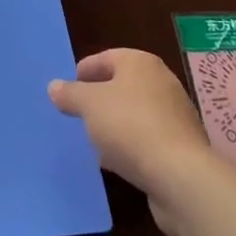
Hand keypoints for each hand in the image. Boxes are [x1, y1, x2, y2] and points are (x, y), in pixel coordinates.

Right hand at [49, 49, 218, 235]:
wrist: (180, 176)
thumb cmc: (130, 126)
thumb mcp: (89, 105)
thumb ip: (70, 94)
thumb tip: (54, 86)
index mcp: (140, 63)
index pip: (107, 58)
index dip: (85, 71)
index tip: (68, 89)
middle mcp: (162, 82)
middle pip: (123, 85)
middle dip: (100, 99)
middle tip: (79, 114)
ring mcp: (175, 116)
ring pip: (135, 114)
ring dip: (115, 125)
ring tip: (93, 140)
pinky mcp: (181, 147)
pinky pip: (147, 139)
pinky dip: (130, 145)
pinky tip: (115, 162)